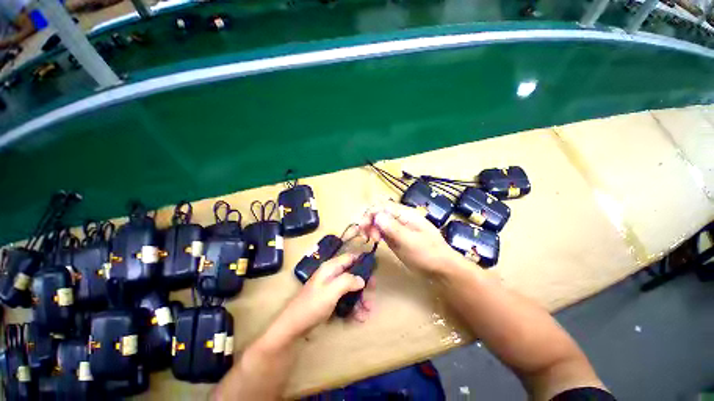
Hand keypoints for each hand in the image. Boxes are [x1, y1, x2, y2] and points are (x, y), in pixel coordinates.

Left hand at [274, 254, 365, 338]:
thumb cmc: (313, 305)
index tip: (374, 270)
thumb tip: (362, 279)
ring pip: (351, 288)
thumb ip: (348, 281)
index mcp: (331, 268)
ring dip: (360, 299)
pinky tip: (359, 317)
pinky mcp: (331, 300)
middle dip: (363, 285)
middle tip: (372, 295)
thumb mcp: (331, 291)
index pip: (350, 257)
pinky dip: (354, 307)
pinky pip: (346, 299)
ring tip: (367, 312)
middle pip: (353, 274)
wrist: (294, 326)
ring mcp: (332, 288)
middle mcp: (332, 275)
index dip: (362, 261)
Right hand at [359, 201, 460, 275]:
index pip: (383, 206)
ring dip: (370, 227)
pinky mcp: (395, 237)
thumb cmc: (429, 254)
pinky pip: (381, 230)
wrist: (441, 269)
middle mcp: (399, 218)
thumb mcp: (411, 242)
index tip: (364, 227)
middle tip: (365, 235)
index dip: (371, 213)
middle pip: (379, 212)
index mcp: (405, 214)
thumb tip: (377, 216)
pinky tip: (373, 240)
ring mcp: (397, 228)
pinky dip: (374, 233)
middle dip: (369, 220)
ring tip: (369, 238)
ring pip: (378, 221)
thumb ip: (394, 228)